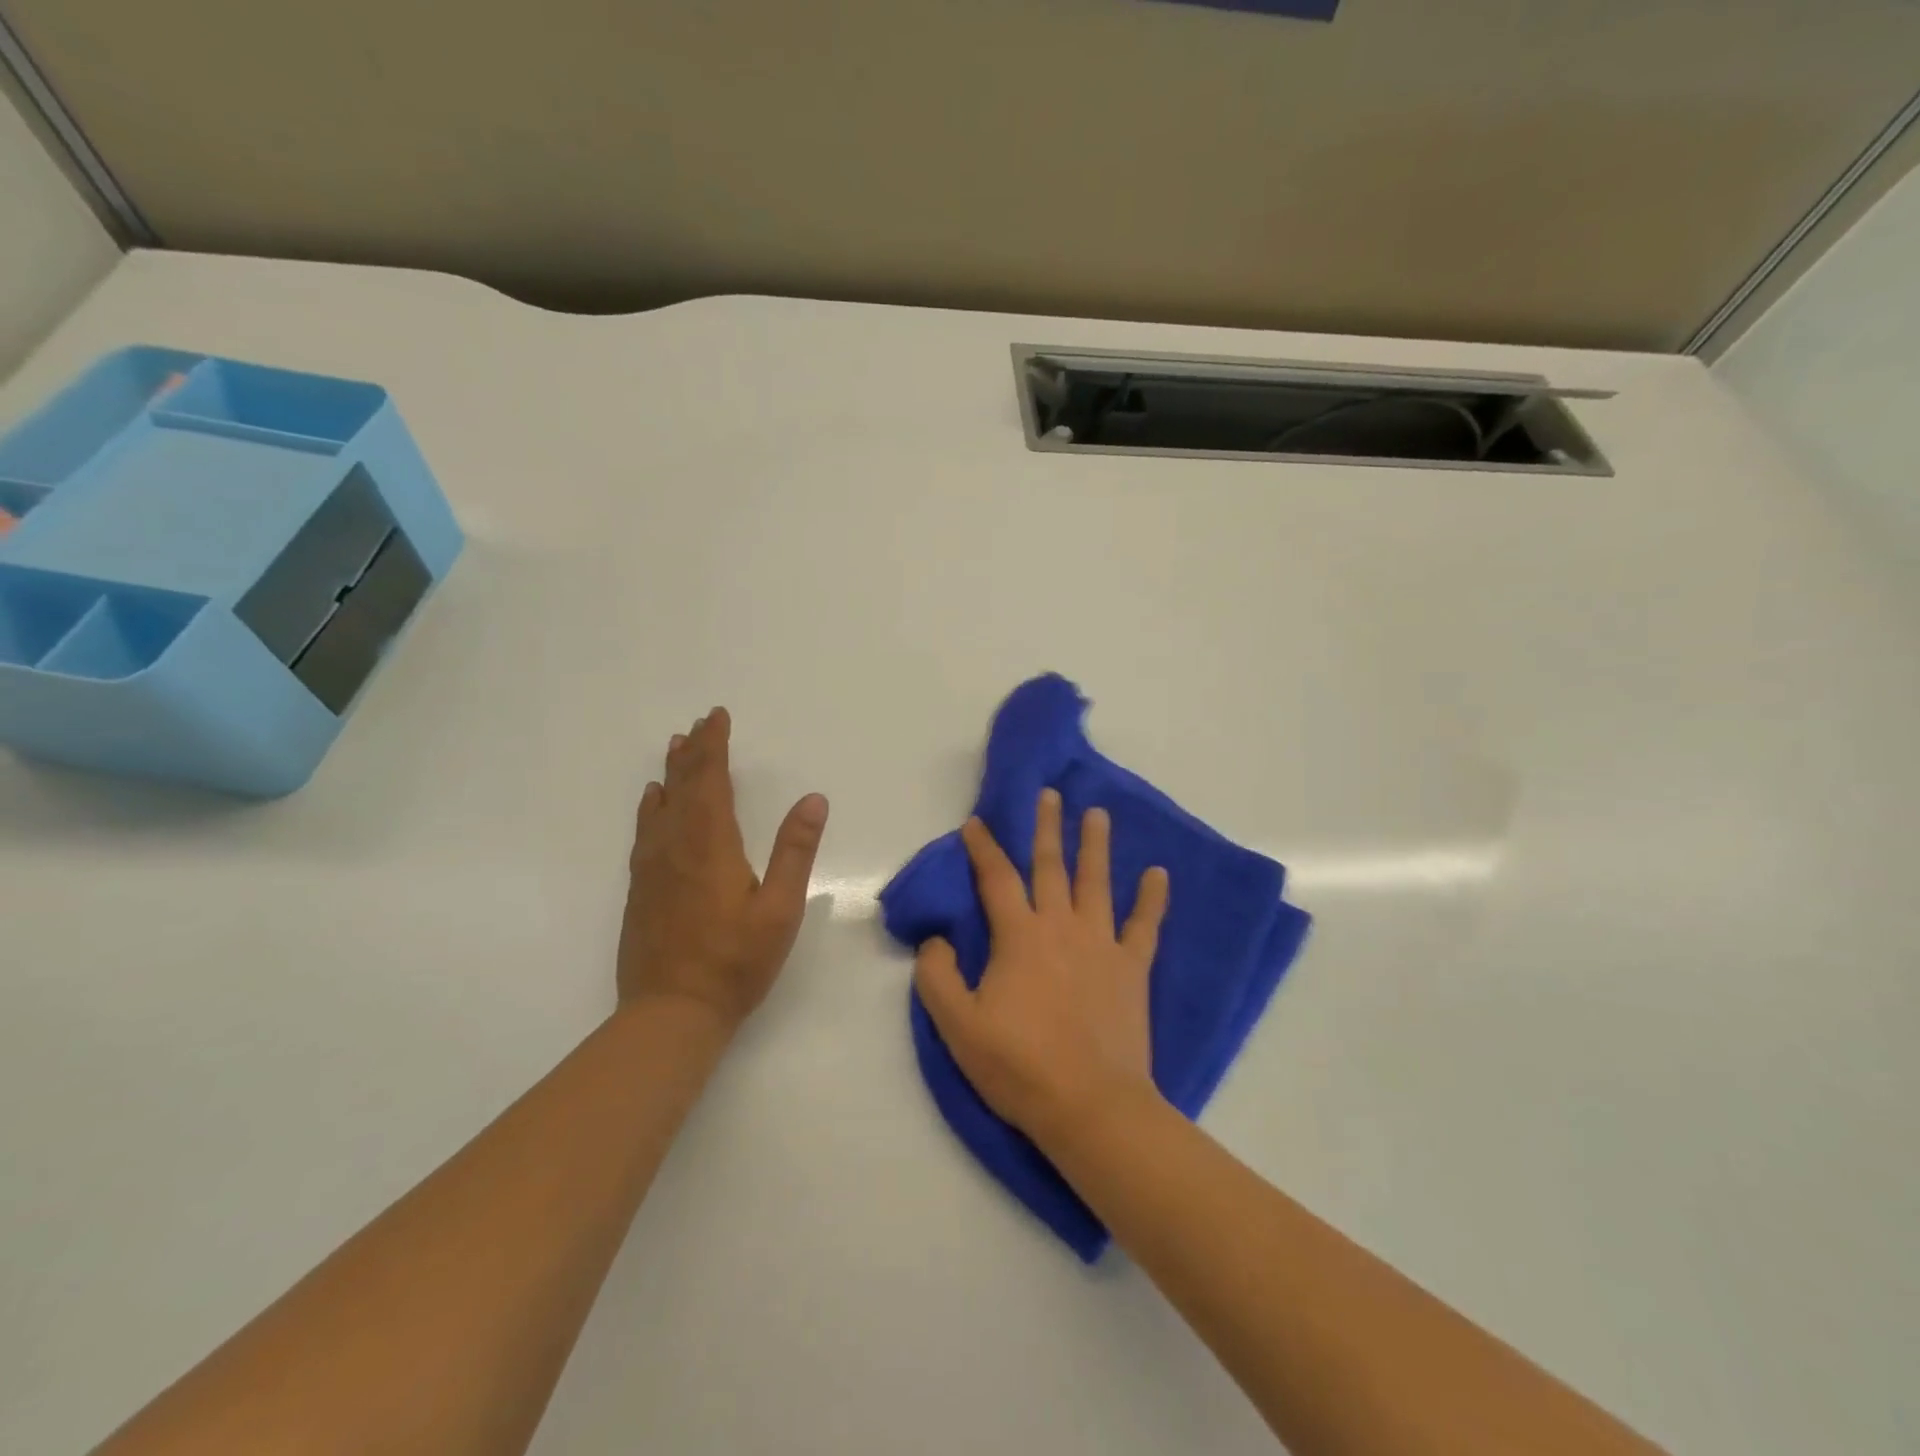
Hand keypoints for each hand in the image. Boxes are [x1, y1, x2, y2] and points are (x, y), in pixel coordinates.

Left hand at [618, 708, 829, 1030]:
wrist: (671, 1012)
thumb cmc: (736, 961)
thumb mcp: (780, 908)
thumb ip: (795, 851)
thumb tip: (813, 799)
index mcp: (711, 844)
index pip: (711, 781)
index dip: (714, 746)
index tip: (717, 716)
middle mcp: (676, 846)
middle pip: (683, 786)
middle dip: (694, 751)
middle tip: (699, 723)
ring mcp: (653, 867)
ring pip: (661, 805)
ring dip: (671, 773)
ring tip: (676, 746)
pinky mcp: (641, 888)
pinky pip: (645, 831)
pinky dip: (651, 806)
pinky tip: (653, 801)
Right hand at [913, 788, 1170, 1145]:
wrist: (1090, 1104)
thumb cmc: (1019, 1065)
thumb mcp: (957, 1026)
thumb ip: (937, 976)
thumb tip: (936, 940)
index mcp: (1019, 936)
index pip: (996, 878)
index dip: (983, 847)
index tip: (975, 823)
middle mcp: (1061, 926)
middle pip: (1051, 866)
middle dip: (1047, 827)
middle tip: (1050, 794)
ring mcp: (1101, 944)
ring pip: (1097, 882)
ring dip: (1096, 845)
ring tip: (1097, 813)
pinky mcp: (1132, 968)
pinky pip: (1145, 925)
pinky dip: (1152, 898)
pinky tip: (1159, 873)